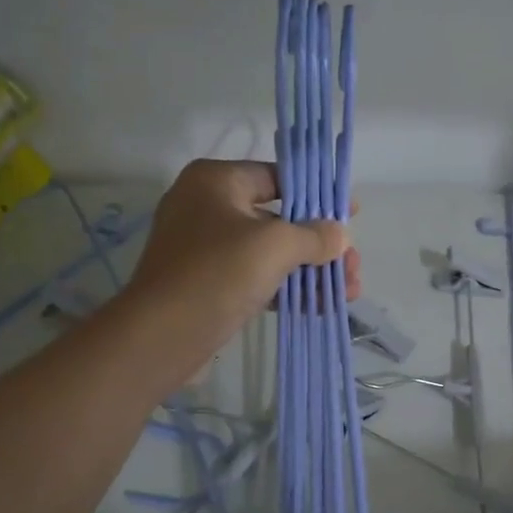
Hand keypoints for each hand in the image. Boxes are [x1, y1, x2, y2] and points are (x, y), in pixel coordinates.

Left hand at [123, 159, 358, 361]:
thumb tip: (340, 236)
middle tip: (352, 266)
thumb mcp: (274, 246)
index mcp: (215, 181)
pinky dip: (286, 289)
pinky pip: (256, 278)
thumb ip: (313, 236)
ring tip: (347, 292)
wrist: (160, 337)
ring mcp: (205, 248)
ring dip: (309, 271)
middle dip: (319, 244)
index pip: (277, 176)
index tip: (350, 212)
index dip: (316, 194)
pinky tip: (321, 306)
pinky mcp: (208, 284)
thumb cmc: (217, 273)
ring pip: (269, 253)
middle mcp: (207, 207)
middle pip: (278, 218)